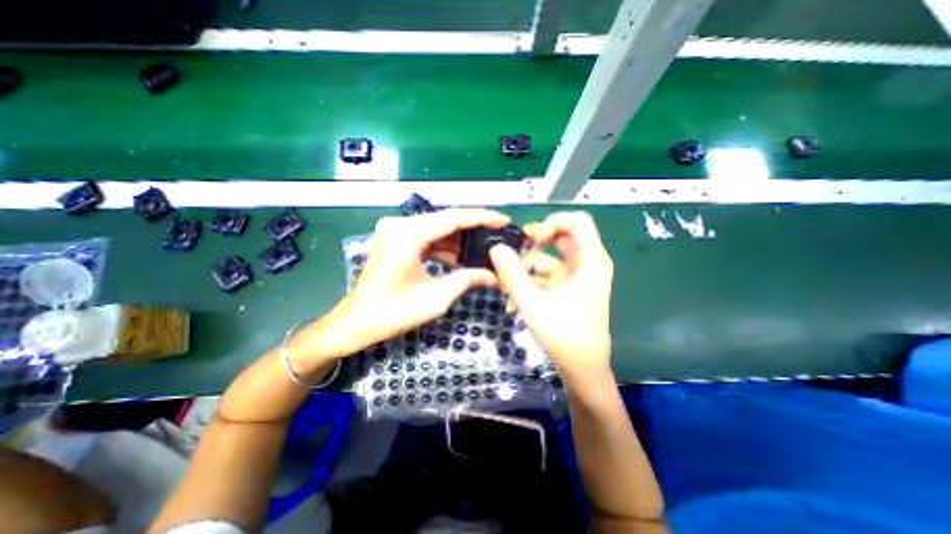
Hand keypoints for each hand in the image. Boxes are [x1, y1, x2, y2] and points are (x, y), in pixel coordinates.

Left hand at [299, 209, 513, 361]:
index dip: (482, 218)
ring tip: (483, 251)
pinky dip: (444, 247)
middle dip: (473, 230)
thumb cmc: (392, 313)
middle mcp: (399, 225)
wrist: (356, 322)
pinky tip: (461, 258)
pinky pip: (427, 238)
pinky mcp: (395, 239)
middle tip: (497, 236)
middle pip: (446, 221)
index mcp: (407, 235)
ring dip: (459, 241)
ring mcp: (395, 231)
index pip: (453, 219)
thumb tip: (493, 275)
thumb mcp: (436, 298)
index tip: (503, 220)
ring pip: (437, 229)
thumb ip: (466, 279)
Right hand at [491, 210, 617, 380]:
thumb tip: (495, 248)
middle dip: (531, 247)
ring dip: (524, 272)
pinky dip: (528, 285)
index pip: (577, 221)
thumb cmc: (564, 336)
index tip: (531, 240)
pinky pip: (544, 277)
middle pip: (558, 238)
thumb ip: (512, 274)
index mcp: (591, 261)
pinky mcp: (565, 288)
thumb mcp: (533, 303)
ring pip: (546, 259)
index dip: (552, 223)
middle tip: (510, 255)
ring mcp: (574, 277)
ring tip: (504, 291)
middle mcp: (585, 264)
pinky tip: (512, 303)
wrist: (581, 369)